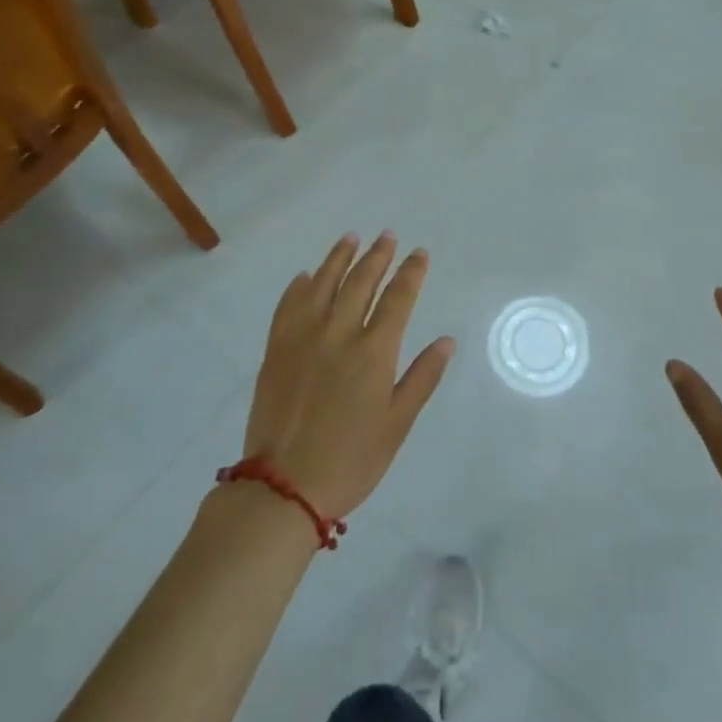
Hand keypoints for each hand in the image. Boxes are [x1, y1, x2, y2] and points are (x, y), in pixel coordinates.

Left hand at [242, 233, 453, 519]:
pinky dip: (299, 286)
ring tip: (351, 238)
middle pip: (361, 282)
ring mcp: (303, 338)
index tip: (419, 253)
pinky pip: (288, 306)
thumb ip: (422, 377)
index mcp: (373, 351)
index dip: (410, 272)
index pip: (398, 298)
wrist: (284, 486)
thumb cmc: (351, 459)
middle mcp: (339, 333)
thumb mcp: (397, 424)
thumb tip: (446, 340)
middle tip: (388, 236)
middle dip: (378, 256)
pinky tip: (306, 276)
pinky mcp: (276, 350)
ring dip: (339, 258)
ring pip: (323, 284)